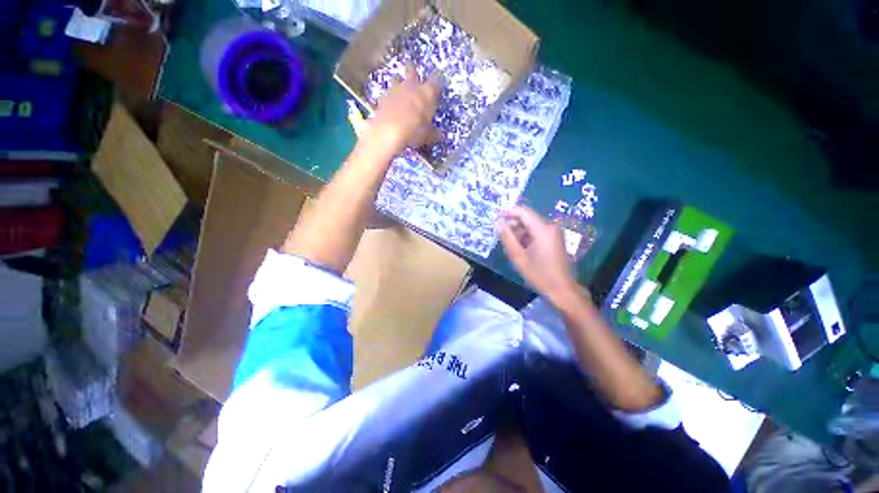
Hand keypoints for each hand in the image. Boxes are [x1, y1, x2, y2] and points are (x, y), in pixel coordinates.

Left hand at [365, 66, 441, 156]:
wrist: (388, 132)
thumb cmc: (414, 131)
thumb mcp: (427, 136)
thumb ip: (433, 133)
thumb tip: (440, 135)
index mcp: (426, 93)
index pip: (435, 81)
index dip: (436, 84)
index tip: (437, 87)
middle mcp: (411, 86)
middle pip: (412, 70)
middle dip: (413, 72)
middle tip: (414, 78)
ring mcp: (394, 90)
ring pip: (396, 78)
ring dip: (398, 83)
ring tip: (400, 92)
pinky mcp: (382, 98)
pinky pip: (386, 93)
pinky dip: (389, 98)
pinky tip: (389, 106)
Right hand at [499, 206, 581, 306]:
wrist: (562, 290)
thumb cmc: (539, 275)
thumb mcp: (518, 257)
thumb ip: (507, 238)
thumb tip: (499, 223)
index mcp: (543, 230)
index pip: (523, 212)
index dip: (508, 211)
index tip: (495, 214)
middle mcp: (550, 227)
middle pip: (527, 219)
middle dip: (512, 224)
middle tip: (499, 234)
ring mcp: (554, 233)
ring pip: (531, 226)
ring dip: (518, 233)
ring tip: (508, 245)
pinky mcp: (555, 240)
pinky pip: (537, 233)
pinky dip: (526, 238)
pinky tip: (519, 249)